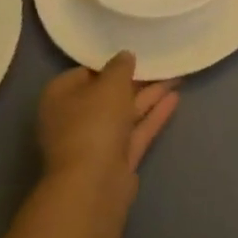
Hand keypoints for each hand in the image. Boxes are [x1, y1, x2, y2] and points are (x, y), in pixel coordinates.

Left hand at [38, 52, 180, 185]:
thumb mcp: (110, 84)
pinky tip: (175, 98)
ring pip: (125, 113)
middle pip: (108, 94)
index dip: (110, 63)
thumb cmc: (94, 123)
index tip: (134, 54)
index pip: (85, 72)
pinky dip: (153, 115)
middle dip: (135, 80)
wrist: (94, 183)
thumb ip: (120, 66)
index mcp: (60, 97)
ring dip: (150, 95)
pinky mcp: (116, 159)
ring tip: (177, 76)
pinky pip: (136, 131)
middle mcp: (74, 119)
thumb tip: (125, 56)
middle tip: (161, 62)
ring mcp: (95, 142)